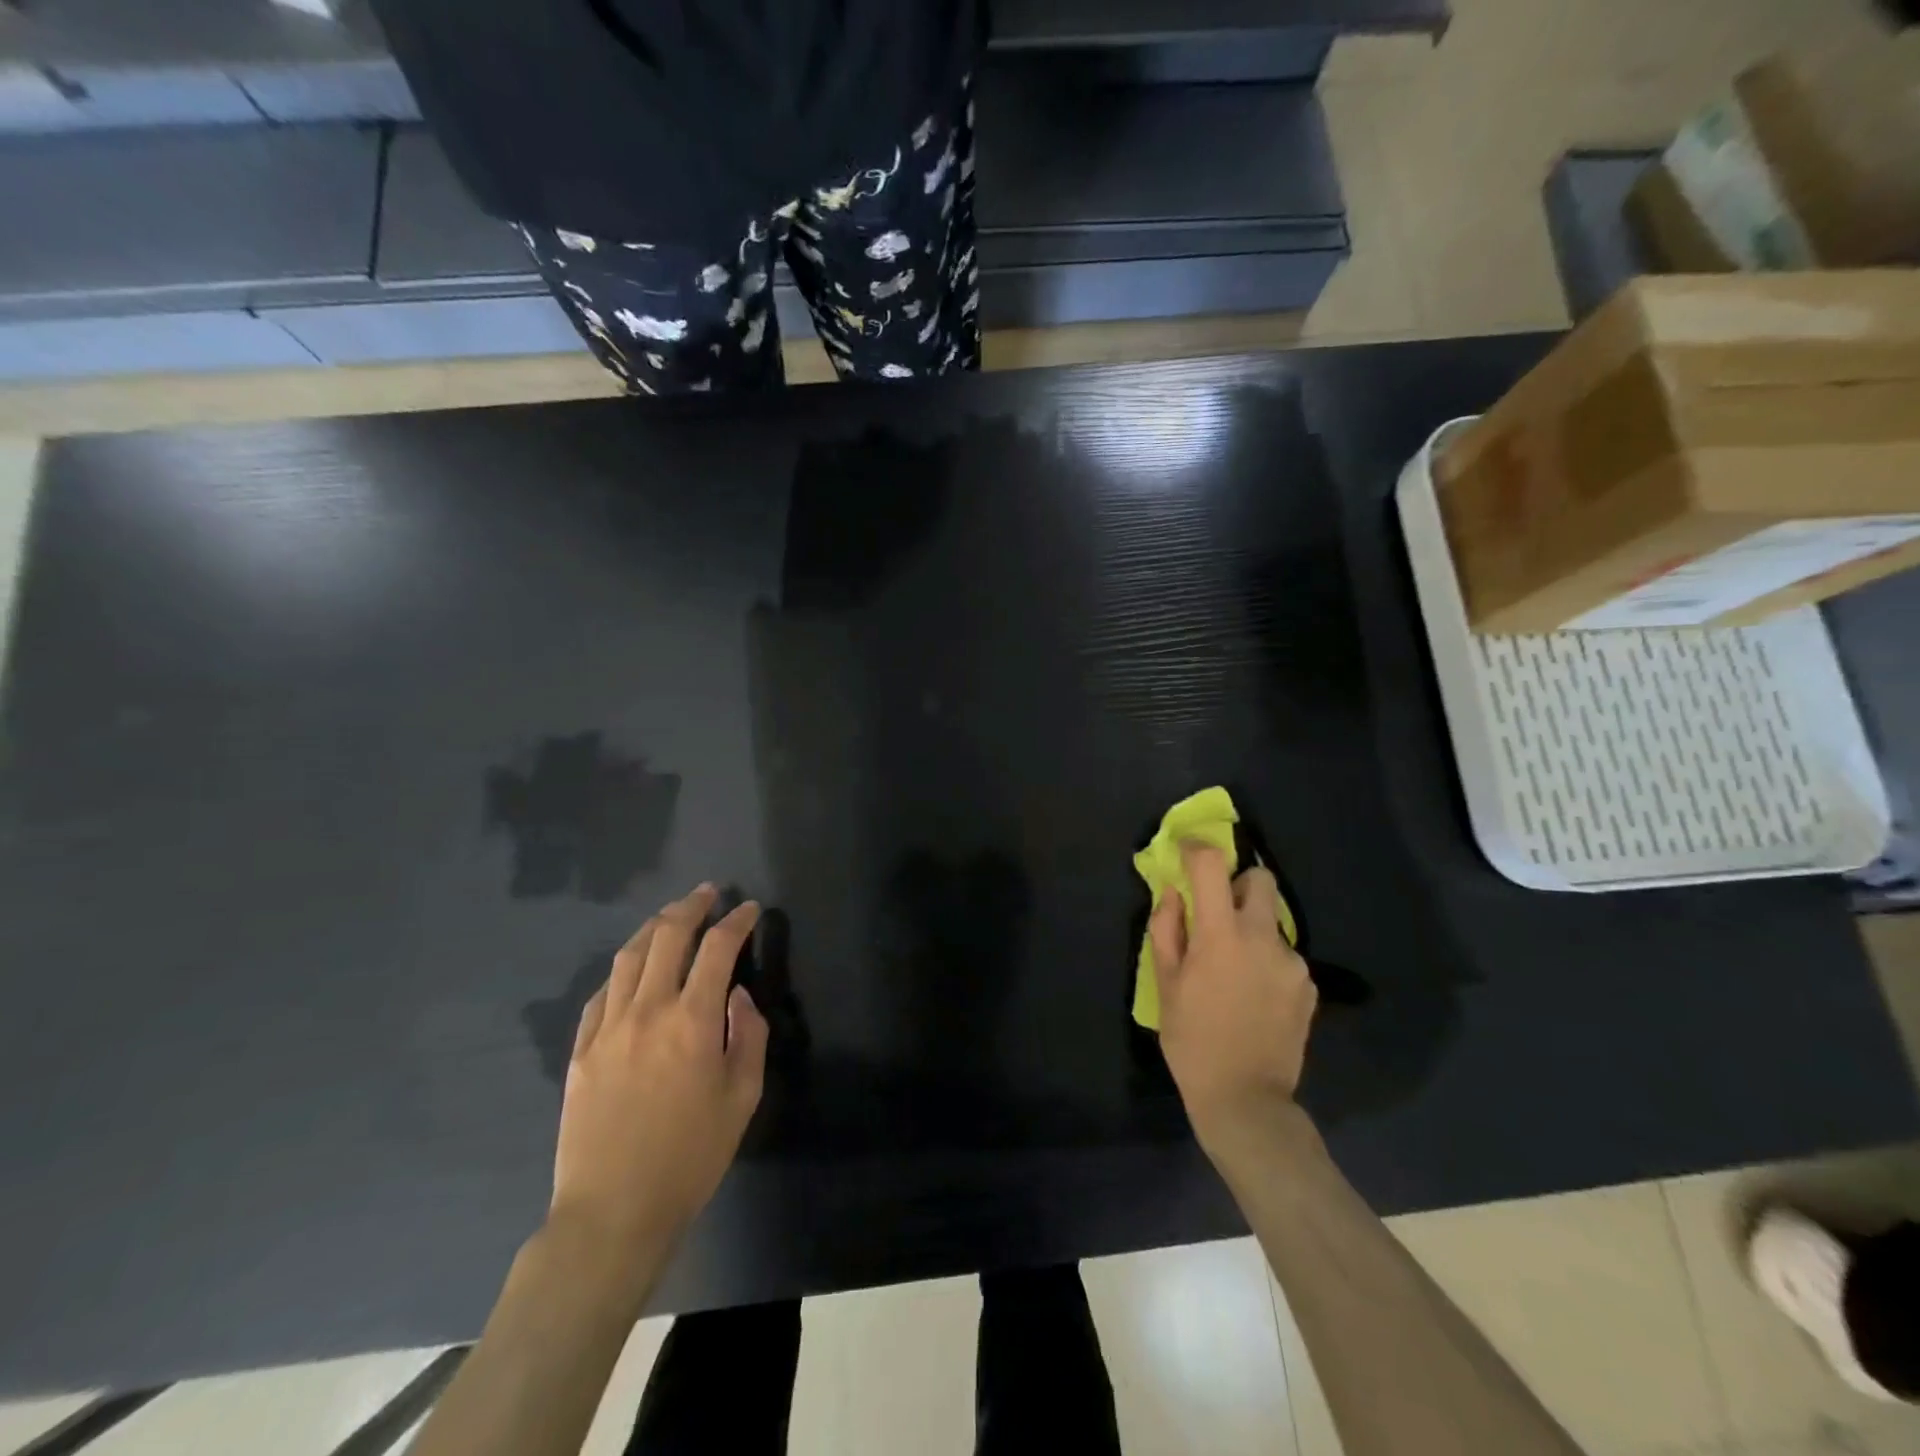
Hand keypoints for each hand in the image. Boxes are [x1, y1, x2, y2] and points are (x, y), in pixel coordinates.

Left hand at [549, 884, 768, 1279]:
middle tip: (708, 893)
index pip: (718, 948)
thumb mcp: (743, 1097)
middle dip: (691, 906)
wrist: (613, 1211)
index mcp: (692, 1020)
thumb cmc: (691, 1156)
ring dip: (653, 928)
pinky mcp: (580, 1050)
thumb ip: (748, 1035)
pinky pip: (601, 993)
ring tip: (671, 918)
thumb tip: (737, 995)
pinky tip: (633, 969)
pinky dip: (623, 970)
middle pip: (667, 936)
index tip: (750, 909)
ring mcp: (607, 1028)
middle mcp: (647, 1010)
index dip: (737, 921)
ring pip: (629, 957)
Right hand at [1151, 843, 1317, 1156]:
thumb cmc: (1192, 1040)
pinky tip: (1254, 993)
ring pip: (1272, 920)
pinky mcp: (1308, 985)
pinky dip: (1267, 959)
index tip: (1184, 850)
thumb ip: (1167, 929)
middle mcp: (1263, 937)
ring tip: (1234, 968)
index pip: (1212, 865)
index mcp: (1221, 935)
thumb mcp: (1165, 985)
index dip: (1196, 848)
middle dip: (1237, 883)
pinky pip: (1284, 954)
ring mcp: (1293, 962)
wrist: (1246, 1100)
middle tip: (1218, 911)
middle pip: (1260, 879)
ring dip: (1251, 927)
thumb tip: (1174, 893)